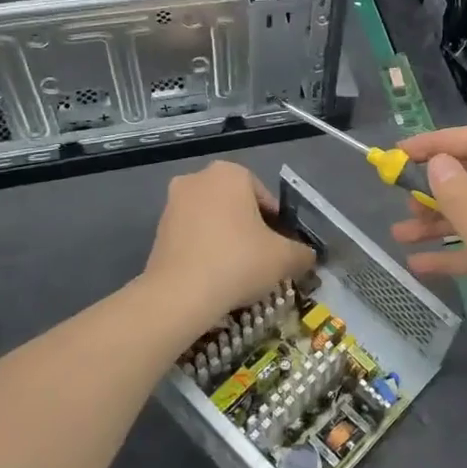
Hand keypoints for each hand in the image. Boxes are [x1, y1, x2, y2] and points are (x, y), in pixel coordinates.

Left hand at [143, 160, 314, 326]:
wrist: (180, 294)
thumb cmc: (238, 261)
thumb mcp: (284, 258)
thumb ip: (302, 253)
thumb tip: (308, 256)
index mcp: (230, 173)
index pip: (265, 198)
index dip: (277, 225)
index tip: (280, 249)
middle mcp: (198, 179)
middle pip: (237, 206)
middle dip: (249, 229)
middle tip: (261, 259)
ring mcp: (172, 203)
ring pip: (213, 220)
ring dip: (226, 239)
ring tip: (238, 271)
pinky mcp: (158, 230)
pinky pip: (192, 236)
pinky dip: (205, 250)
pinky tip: (214, 276)